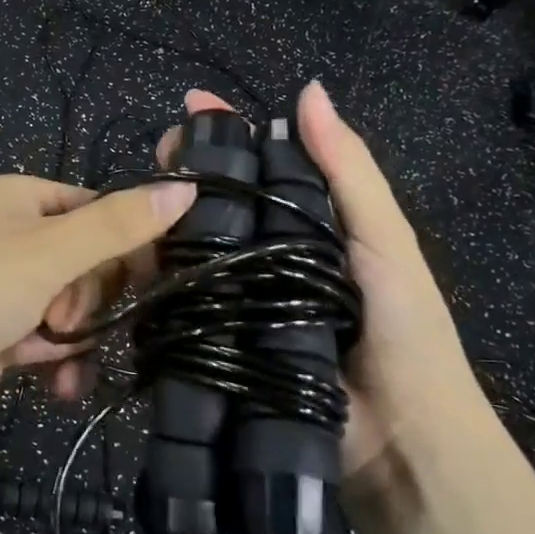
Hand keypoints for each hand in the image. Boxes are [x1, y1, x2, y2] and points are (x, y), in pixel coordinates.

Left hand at [0, 173, 196, 452]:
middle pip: (93, 263)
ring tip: (57, 352)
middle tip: (69, 313)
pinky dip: (59, 362)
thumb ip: (117, 226)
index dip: (130, 244)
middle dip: (93, 297)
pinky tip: (59, 385)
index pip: (102, 211)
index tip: (152, 279)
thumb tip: (185, 189)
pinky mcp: (2, 335)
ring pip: (75, 307)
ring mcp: (10, 289)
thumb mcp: (47, 253)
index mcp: (27, 200)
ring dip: (79, 335)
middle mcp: (19, 238)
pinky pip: (50, 342)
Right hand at [164, 82, 477, 485]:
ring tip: (132, 205)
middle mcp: (269, 255)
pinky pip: (184, 305)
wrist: (401, 443)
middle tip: (154, 158)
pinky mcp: (220, 343)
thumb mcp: (383, 240)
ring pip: (193, 250)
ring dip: (163, 223)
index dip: (228, 132)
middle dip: (185, 173)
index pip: (261, 164)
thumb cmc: (403, 330)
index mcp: (309, 224)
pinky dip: (158, 282)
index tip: (189, 108)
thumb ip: (348, 170)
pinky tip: (133, 261)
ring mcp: (242, 300)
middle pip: (220, 202)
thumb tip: (309, 90)